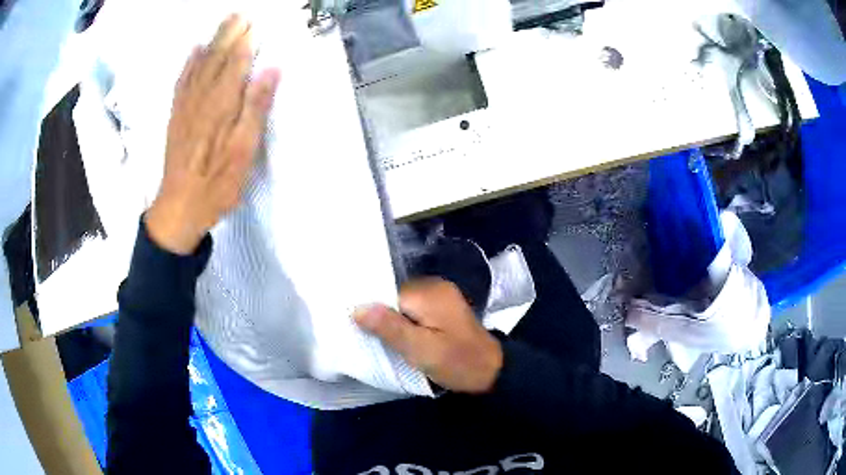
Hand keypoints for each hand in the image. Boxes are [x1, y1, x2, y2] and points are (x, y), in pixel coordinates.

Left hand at [145, 14, 280, 254]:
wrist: (179, 208)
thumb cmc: (216, 183)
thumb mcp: (244, 151)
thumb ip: (256, 107)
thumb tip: (271, 70)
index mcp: (222, 103)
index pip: (237, 61)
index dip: (247, 40)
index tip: (257, 22)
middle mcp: (202, 97)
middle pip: (217, 56)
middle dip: (230, 33)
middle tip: (241, 14)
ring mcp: (185, 105)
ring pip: (199, 64)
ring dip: (213, 40)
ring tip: (224, 22)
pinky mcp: (176, 115)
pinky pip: (182, 80)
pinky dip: (189, 62)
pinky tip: (194, 50)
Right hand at [355, 278, 502, 393]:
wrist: (492, 371)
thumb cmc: (457, 362)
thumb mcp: (421, 350)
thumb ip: (390, 327)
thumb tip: (357, 308)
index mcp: (429, 293)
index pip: (386, 294)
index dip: (372, 313)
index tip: (361, 333)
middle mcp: (434, 286)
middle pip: (394, 298)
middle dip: (383, 318)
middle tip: (372, 341)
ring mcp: (440, 296)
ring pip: (403, 305)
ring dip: (394, 322)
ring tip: (385, 342)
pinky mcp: (442, 308)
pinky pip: (414, 310)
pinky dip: (405, 323)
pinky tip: (403, 339)